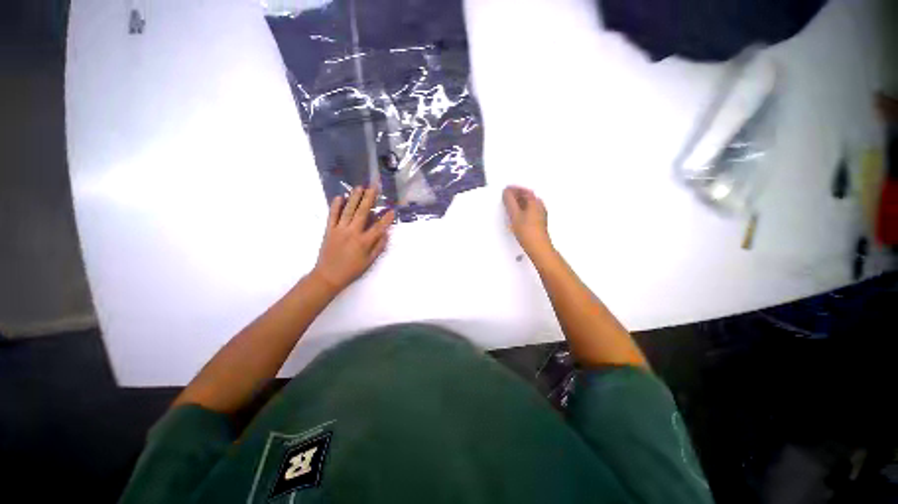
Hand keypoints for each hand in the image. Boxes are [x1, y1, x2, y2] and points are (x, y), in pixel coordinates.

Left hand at [312, 187, 394, 292]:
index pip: (379, 226)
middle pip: (363, 212)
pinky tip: (340, 197)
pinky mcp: (329, 230)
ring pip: (348, 210)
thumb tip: (386, 233)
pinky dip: (336, 205)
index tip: (392, 210)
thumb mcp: (369, 261)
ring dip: (354, 197)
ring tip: (360, 187)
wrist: (328, 276)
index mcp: (364, 241)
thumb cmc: (352, 270)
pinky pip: (332, 215)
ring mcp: (340, 229)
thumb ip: (378, 246)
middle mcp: (353, 232)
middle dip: (370, 198)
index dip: (386, 218)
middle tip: (374, 187)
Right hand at [503, 185, 550, 255]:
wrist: (538, 247)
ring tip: (510, 204)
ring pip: (529, 204)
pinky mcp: (539, 222)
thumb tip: (506, 193)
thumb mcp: (515, 215)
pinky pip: (530, 210)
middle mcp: (540, 206)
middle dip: (517, 194)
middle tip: (507, 195)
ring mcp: (540, 214)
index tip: (507, 189)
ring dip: (519, 202)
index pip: (524, 190)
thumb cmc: (528, 232)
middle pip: (527, 196)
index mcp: (535, 202)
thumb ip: (509, 202)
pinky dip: (522, 209)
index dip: (514, 188)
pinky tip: (517, 214)